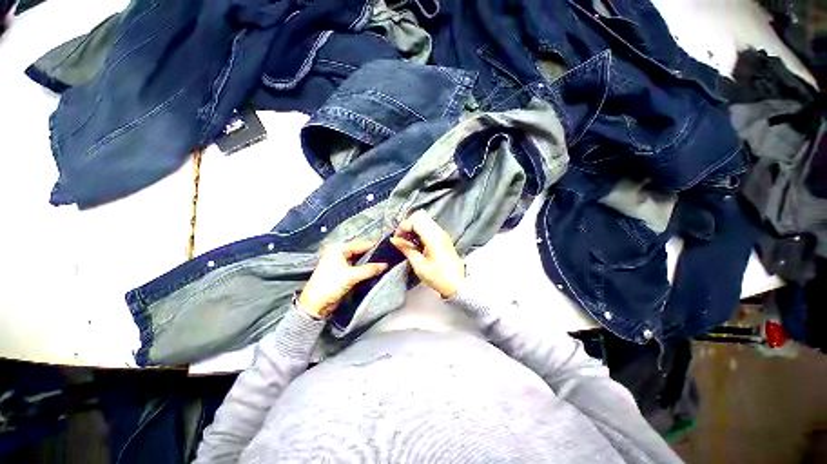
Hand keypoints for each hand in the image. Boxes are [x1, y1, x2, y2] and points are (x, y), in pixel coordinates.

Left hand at [298, 240, 387, 318]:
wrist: (315, 305)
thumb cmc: (330, 285)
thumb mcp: (352, 276)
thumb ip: (370, 269)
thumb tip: (385, 264)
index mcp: (338, 248)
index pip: (360, 244)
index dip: (374, 247)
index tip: (388, 250)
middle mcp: (338, 252)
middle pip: (360, 251)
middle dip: (372, 255)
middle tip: (387, 257)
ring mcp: (339, 262)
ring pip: (359, 259)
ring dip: (369, 262)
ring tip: (383, 263)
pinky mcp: (341, 271)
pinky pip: (356, 266)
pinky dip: (364, 268)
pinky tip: (374, 269)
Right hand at [390, 210, 464, 298]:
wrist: (458, 284)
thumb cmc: (439, 277)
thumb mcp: (419, 265)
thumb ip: (406, 249)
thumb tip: (394, 240)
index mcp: (434, 237)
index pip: (416, 220)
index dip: (403, 226)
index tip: (397, 238)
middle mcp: (439, 232)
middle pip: (420, 216)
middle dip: (408, 225)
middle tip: (401, 238)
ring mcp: (443, 234)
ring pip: (425, 220)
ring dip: (414, 227)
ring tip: (408, 241)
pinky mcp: (444, 238)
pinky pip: (429, 227)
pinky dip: (420, 231)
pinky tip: (416, 243)